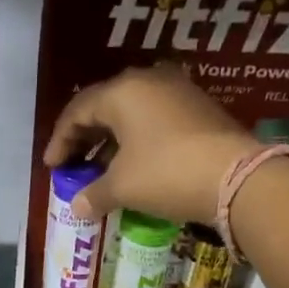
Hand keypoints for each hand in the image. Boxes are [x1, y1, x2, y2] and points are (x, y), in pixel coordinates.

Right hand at [42, 64, 255, 226]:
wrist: (237, 177)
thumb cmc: (167, 174)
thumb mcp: (123, 187)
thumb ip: (94, 194)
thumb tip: (77, 207)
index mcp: (122, 92)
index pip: (78, 111)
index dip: (60, 140)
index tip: (51, 166)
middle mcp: (149, 80)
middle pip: (104, 106)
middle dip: (84, 138)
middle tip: (72, 165)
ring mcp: (177, 91)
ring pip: (131, 112)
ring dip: (111, 140)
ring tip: (100, 168)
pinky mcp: (198, 108)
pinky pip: (154, 119)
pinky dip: (136, 140)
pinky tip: (133, 164)